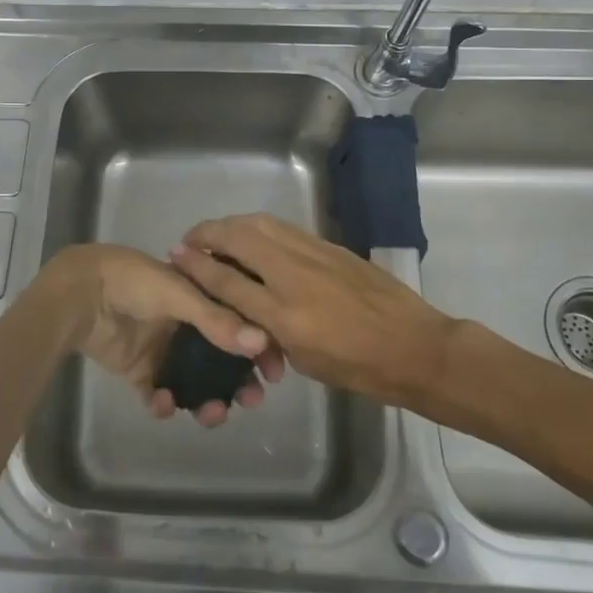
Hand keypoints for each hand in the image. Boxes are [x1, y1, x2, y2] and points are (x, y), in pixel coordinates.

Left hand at [51, 243, 286, 427]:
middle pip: (222, 359)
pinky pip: (160, 395)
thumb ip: (217, 320)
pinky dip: (165, 404)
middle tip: (251, 400)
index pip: (240, 323)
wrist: (80, 293)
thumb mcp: (179, 293)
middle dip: (239, 382)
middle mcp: (186, 325)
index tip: (275, 372)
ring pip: (196, 383)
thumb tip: (263, 344)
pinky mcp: (139, 370)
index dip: (260, 347)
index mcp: (200, 297)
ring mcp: (163, 349)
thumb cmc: (133, 282)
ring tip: (210, 413)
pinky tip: (162, 403)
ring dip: (207, 400)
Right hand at [168, 214, 456, 405]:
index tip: (176, 253)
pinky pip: (284, 229)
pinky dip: (259, 227)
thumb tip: (248, 309)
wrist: (416, 347)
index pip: (227, 280)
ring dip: (232, 224)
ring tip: (218, 233)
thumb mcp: (304, 359)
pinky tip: (255, 236)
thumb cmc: (359, 368)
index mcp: (282, 313)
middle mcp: (291, 275)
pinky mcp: (329, 246)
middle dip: (208, 232)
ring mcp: (312, 254)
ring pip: (260, 224)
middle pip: (238, 238)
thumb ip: (269, 330)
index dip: (197, 264)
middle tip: (192, 238)